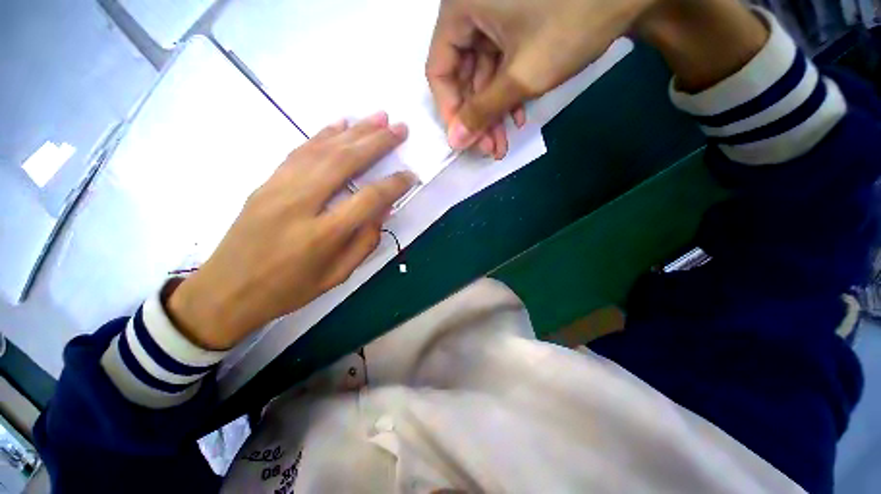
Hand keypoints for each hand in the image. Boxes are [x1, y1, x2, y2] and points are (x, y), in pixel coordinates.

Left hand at [167, 113, 415, 349]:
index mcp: (322, 235)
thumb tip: (383, 210)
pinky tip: (340, 124)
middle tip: (400, 128)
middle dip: (377, 142)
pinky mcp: (266, 182)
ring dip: (354, 131)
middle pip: (345, 162)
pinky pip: (299, 151)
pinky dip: (323, 134)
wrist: (226, 290)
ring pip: (323, 150)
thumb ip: (364, 242)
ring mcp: (278, 188)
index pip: (368, 199)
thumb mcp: (337, 275)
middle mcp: (301, 204)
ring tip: (379, 117)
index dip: (394, 184)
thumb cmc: (289, 290)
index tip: (410, 175)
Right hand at [426, 0, 656, 157]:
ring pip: (483, 75)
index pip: (439, 70)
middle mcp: (470, 8)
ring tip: (503, 143)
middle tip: (491, 149)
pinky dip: (508, 91)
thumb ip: (482, 112)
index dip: (451, 111)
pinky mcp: (514, 21)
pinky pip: (501, 64)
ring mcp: (494, 14)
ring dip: (494, 111)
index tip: (466, 141)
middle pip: (463, 75)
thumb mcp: (521, 76)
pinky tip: (519, 115)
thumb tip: (455, 141)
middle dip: (479, 117)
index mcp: (460, 7)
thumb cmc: (572, 22)